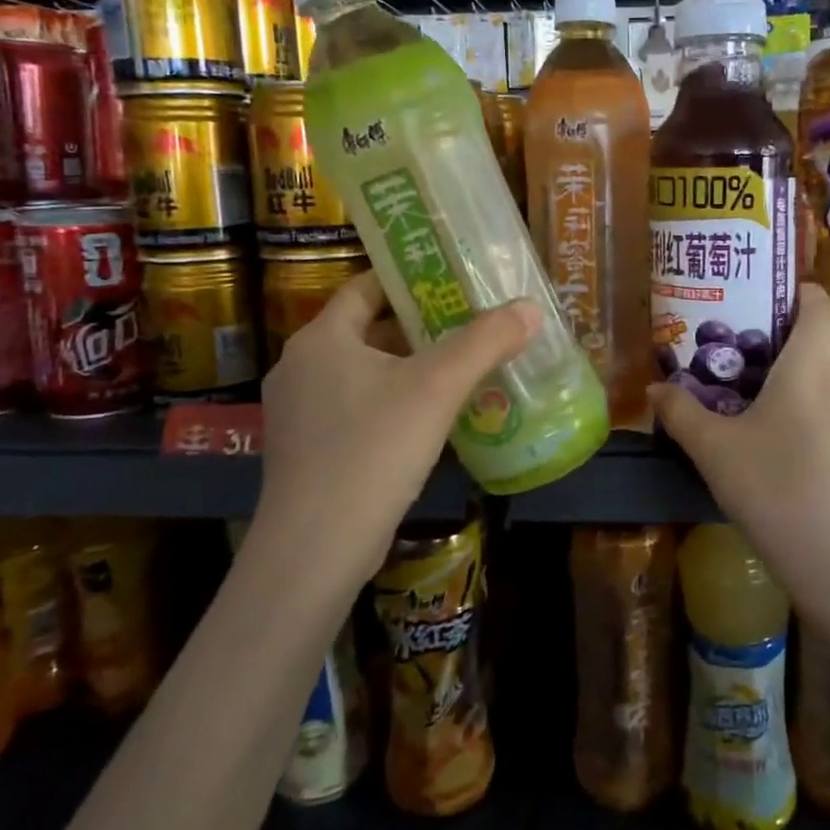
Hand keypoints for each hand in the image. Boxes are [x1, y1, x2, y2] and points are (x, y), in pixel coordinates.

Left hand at [251, 272, 540, 590]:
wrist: (316, 549)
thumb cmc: (373, 450)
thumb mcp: (437, 389)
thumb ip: (484, 342)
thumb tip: (529, 307)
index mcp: (320, 339)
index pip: (364, 287)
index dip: (407, 279)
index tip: (452, 280)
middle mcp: (300, 368)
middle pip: (366, 330)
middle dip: (418, 327)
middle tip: (470, 323)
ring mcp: (300, 414)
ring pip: (363, 373)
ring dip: (408, 368)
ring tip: (460, 368)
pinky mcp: (309, 452)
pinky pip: (357, 409)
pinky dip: (393, 403)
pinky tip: (431, 420)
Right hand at [650, 286, 829, 608]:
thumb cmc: (772, 488)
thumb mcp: (713, 449)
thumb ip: (681, 413)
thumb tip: (652, 390)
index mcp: (809, 367)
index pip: (820, 308)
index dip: (805, 293)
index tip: (778, 293)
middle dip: (828, 318)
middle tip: (786, 332)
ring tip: (799, 365)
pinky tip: (810, 410)